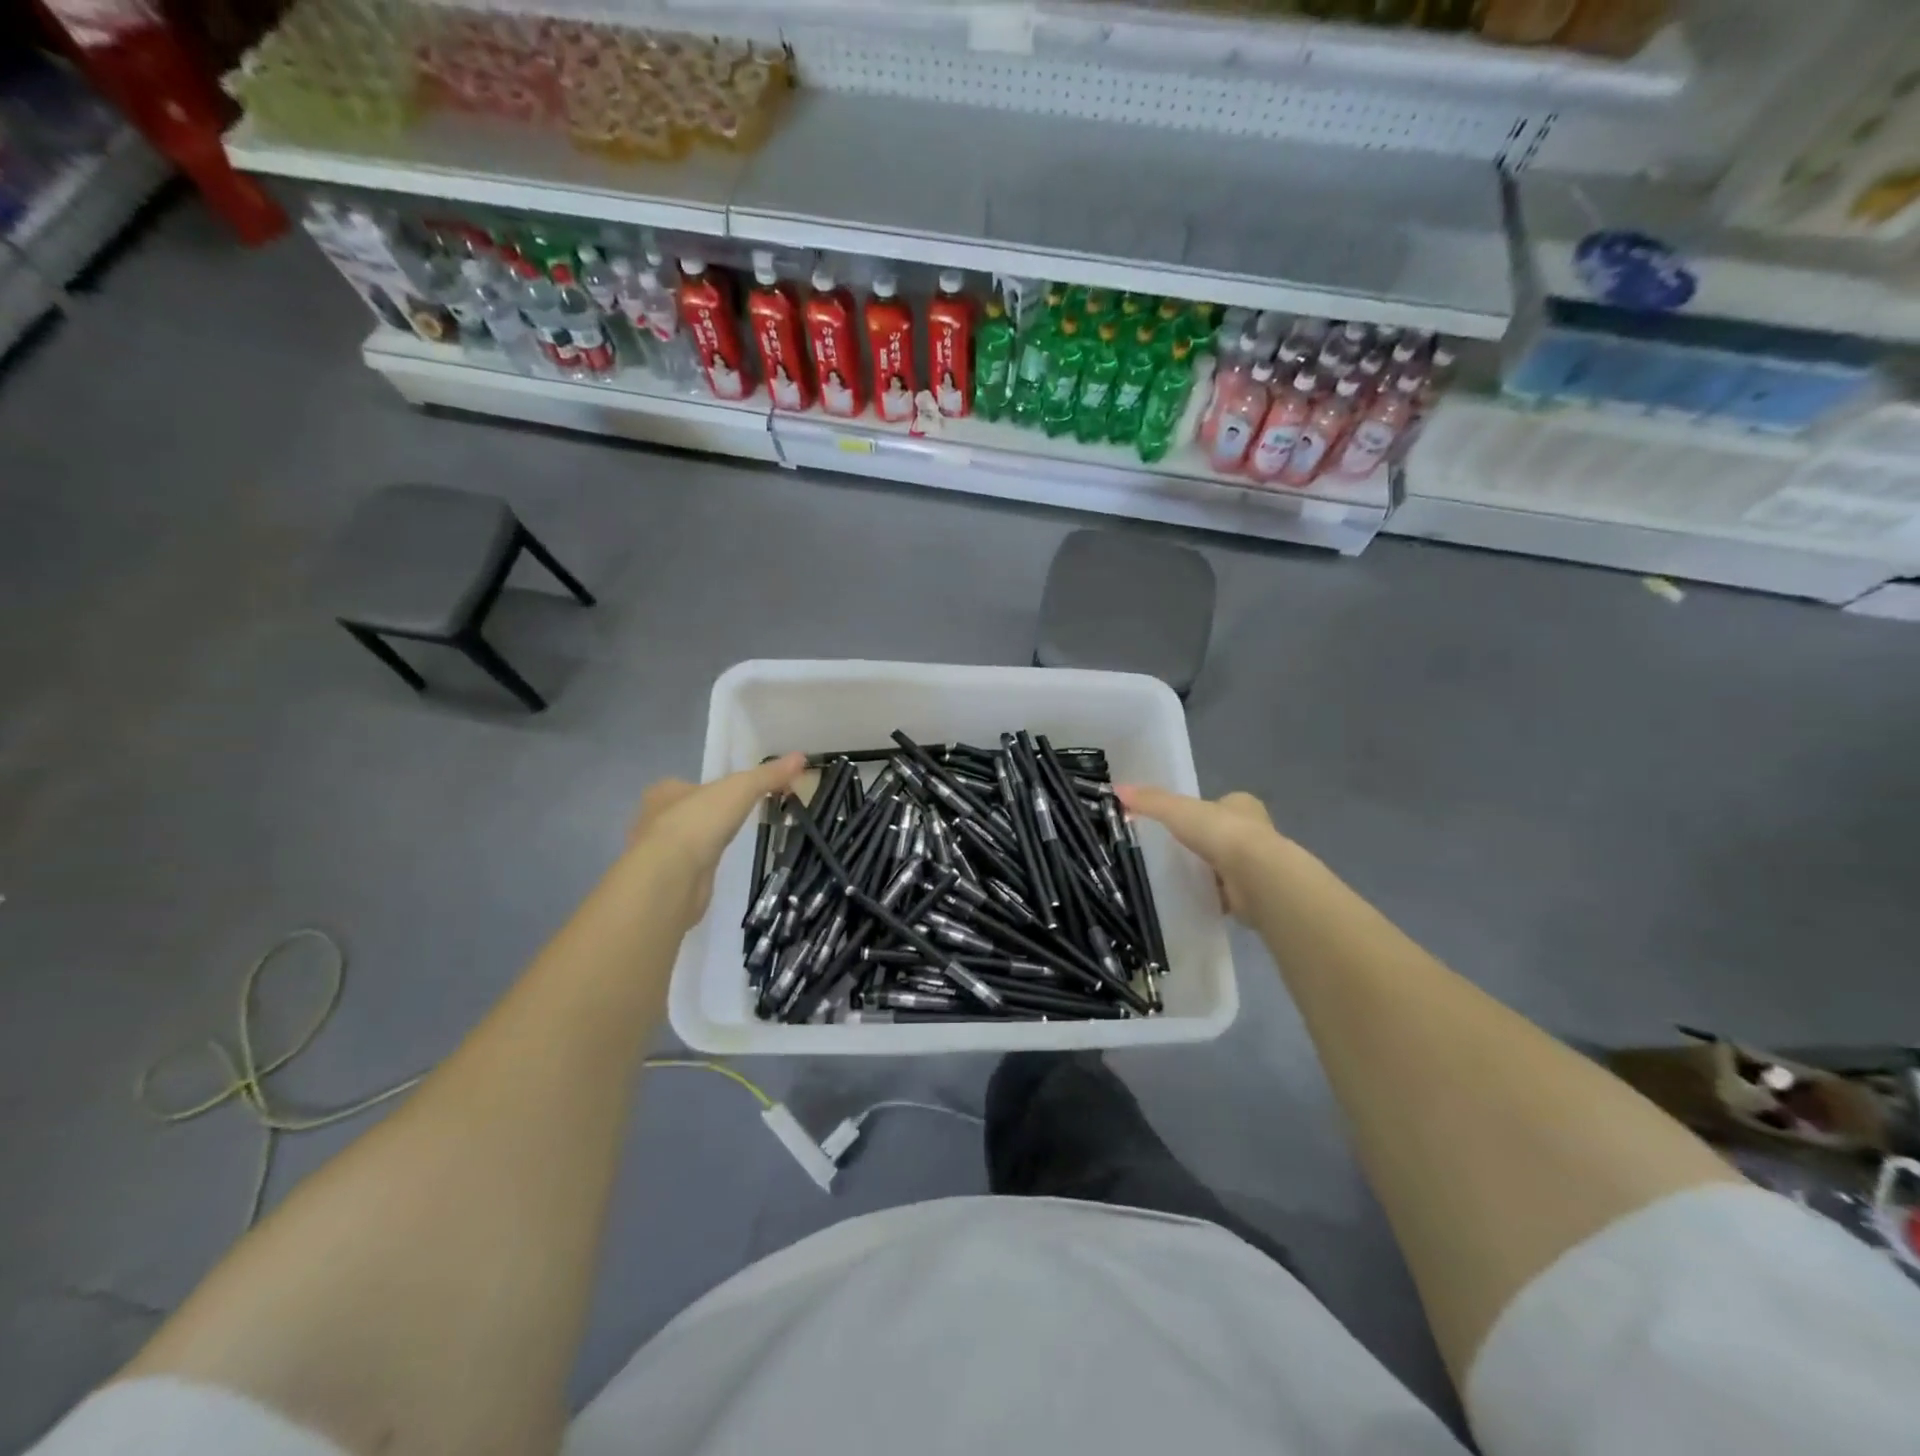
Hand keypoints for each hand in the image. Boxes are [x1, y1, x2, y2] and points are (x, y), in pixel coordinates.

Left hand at [626, 753, 804, 927]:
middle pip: (685, 812)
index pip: (686, 785)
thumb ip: (768, 775)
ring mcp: (657, 853)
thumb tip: (800, 757)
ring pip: (684, 841)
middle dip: (705, 816)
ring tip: (729, 845)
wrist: (671, 877)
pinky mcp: (665, 881)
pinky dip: (700, 868)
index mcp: (664, 792)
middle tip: (734, 821)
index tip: (732, 797)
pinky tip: (716, 871)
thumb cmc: (699, 822)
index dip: (709, 789)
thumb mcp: (741, 789)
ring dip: (702, 843)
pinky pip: (687, 868)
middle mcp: (654, 820)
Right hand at [1115, 785, 1283, 919]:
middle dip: (1206, 842)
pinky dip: (1214, 893)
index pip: (1222, 804)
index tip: (1182, 822)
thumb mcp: (1177, 811)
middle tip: (1176, 850)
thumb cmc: (1221, 833)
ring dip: (1210, 869)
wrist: (1256, 876)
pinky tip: (1195, 897)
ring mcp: (1257, 863)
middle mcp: (1255, 831)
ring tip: (1180, 875)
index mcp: (1242, 804)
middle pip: (1225, 833)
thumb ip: (1150, 801)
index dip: (1203, 811)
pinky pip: (1229, 890)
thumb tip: (1118, 788)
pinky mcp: (1254, 891)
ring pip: (1228, 862)